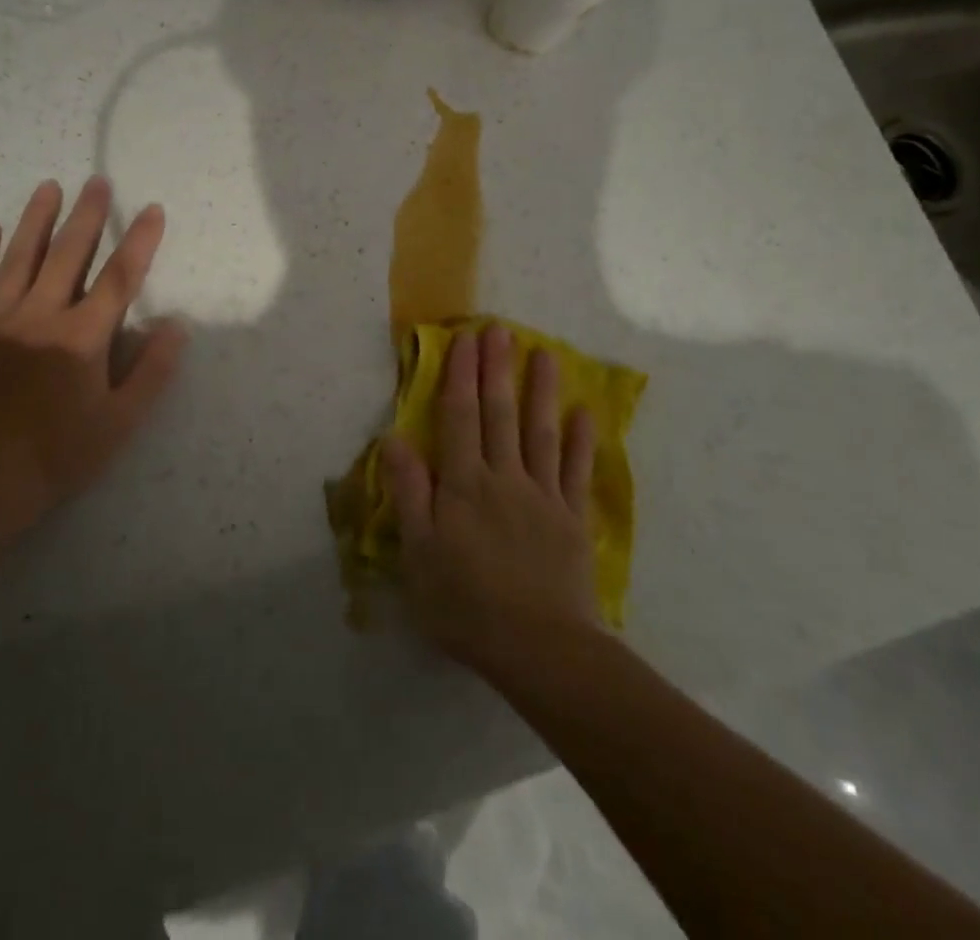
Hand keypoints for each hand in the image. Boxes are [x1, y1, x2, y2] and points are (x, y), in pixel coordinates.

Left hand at [0, 176, 187, 556]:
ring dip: (38, 218)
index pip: (120, 277)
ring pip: (21, 257)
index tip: (153, 210)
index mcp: (83, 337)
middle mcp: (41, 315)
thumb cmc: (55, 456)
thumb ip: (152, 372)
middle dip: (89, 215)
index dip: (140, 241)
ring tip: (51, 186)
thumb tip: (176, 326)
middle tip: (98, 181)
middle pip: (69, 253)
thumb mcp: (119, 423)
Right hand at [380, 323, 600, 671]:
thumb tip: (394, 437)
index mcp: (463, 484)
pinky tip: (585, 412)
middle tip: (499, 329)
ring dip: (541, 390)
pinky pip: (575, 470)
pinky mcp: (571, 518)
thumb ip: (409, 492)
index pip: (459, 417)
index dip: (460, 376)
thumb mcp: (418, 554)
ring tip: (545, 353)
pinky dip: (581, 440)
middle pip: (499, 414)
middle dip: (496, 369)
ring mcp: (542, 495)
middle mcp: (503, 477)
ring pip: (539, 431)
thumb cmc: (466, 604)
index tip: (464, 339)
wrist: (539, 649)